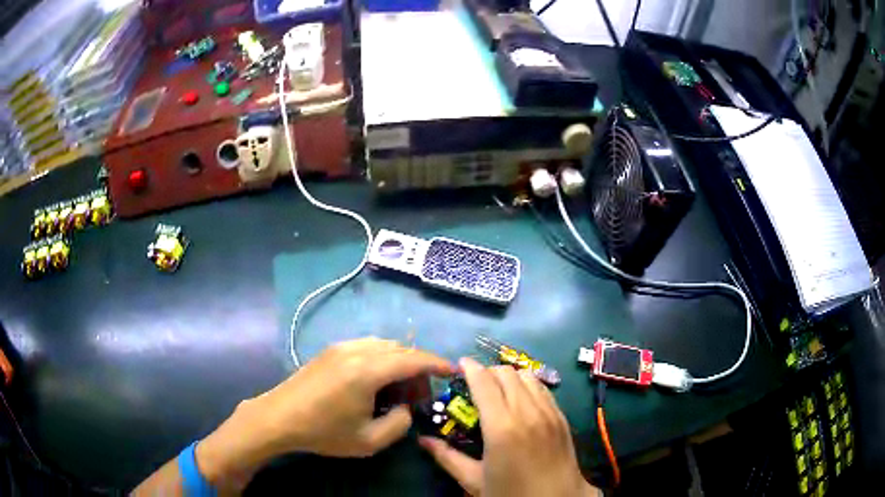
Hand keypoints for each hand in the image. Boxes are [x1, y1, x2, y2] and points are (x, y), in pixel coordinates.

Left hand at [196, 338, 453, 487]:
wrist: (279, 417)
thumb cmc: (323, 432)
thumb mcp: (369, 440)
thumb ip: (399, 424)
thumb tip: (406, 407)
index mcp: (368, 371)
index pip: (413, 358)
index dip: (437, 363)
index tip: (453, 370)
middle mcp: (357, 350)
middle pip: (400, 348)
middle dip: (418, 365)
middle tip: (422, 392)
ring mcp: (341, 346)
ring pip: (383, 344)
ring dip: (399, 361)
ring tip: (399, 388)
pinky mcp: (331, 350)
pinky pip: (367, 346)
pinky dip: (382, 358)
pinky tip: (376, 380)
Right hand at [420, 358, 598, 496]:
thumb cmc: (512, 493)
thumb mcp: (474, 480)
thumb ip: (447, 457)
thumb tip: (423, 441)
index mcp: (501, 427)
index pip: (484, 382)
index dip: (470, 368)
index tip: (459, 364)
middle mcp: (526, 411)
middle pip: (506, 372)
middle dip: (488, 372)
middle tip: (475, 384)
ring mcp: (548, 412)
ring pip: (527, 375)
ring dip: (509, 376)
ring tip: (498, 390)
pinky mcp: (561, 416)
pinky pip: (543, 388)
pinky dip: (528, 385)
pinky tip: (521, 400)